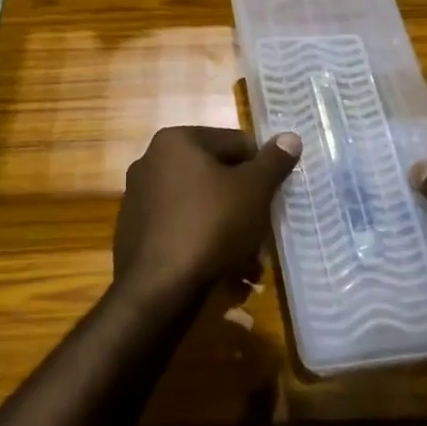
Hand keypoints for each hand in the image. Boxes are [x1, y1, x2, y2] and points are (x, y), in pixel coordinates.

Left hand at [112, 126, 301, 319]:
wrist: (158, 288)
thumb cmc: (211, 225)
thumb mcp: (254, 190)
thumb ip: (274, 162)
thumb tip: (291, 137)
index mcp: (176, 141)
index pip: (235, 142)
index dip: (263, 168)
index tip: (276, 196)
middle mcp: (151, 163)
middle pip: (216, 176)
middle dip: (245, 205)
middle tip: (266, 231)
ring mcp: (140, 199)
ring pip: (201, 207)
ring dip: (230, 229)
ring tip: (251, 262)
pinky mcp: (136, 233)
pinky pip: (182, 230)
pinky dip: (205, 244)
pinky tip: (226, 272)